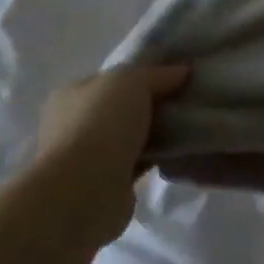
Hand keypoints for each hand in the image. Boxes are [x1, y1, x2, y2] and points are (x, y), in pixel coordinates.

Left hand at [34, 61, 189, 246]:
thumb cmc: (101, 124)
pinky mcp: (107, 182)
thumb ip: (159, 75)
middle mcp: (75, 124)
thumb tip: (183, 72)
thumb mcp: (133, 81)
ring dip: (156, 132)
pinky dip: (157, 156)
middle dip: (153, 104)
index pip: (113, 78)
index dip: (144, 74)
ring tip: (191, 123)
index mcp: (72, 94)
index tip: (177, 76)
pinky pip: (139, 161)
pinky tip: (181, 148)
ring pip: (132, 135)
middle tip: (188, 99)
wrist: (85, 191)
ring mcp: (89, 156)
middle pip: (123, 107)